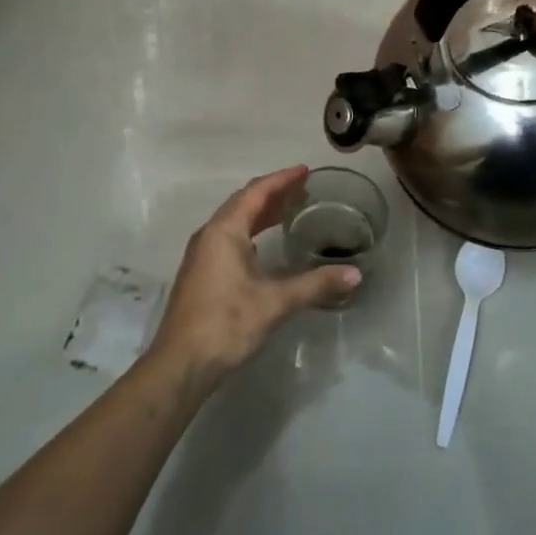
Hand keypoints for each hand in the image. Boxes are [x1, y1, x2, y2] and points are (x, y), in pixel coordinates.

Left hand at [147, 166, 359, 387]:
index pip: (256, 193)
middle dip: (273, 194)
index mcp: (224, 231)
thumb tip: (354, 275)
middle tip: (303, 189)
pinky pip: (229, 238)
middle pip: (243, 203)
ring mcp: (202, 255)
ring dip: (261, 213)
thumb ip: (315, 285)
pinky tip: (264, 245)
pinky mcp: (201, 274)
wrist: (181, 364)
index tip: (305, 171)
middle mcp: (210, 235)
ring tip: (290, 210)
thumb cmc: (226, 324)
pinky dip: (251, 231)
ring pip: (235, 221)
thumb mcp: (275, 303)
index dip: (281, 179)